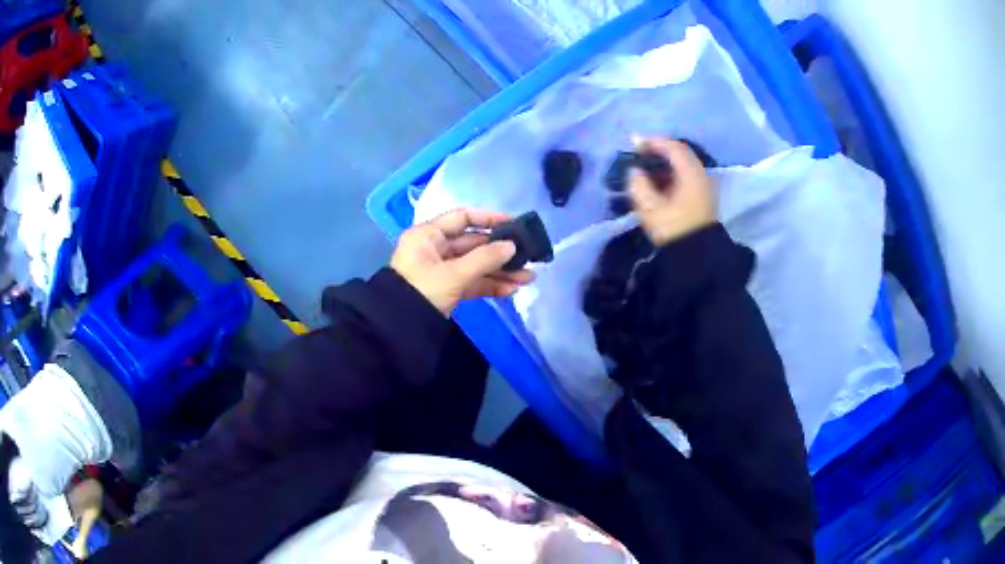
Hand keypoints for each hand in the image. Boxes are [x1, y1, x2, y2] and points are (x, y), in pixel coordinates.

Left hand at [391, 209, 535, 314]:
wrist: (398, 329)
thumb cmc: (422, 291)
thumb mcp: (453, 274)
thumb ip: (485, 259)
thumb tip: (512, 246)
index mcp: (428, 235)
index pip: (462, 218)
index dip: (489, 219)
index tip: (514, 224)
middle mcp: (434, 248)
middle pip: (473, 244)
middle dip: (501, 253)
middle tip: (528, 256)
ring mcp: (441, 270)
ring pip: (475, 265)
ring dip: (500, 272)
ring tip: (528, 278)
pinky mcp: (446, 289)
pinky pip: (471, 282)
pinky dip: (490, 285)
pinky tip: (511, 290)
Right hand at [630, 137, 716, 245]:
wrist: (697, 258)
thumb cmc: (674, 229)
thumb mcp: (651, 207)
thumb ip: (639, 184)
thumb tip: (635, 172)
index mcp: (691, 174)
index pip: (673, 148)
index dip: (653, 141)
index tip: (633, 143)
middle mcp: (701, 176)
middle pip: (680, 153)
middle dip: (659, 149)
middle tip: (639, 151)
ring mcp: (704, 187)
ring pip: (683, 166)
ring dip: (664, 162)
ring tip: (645, 166)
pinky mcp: (702, 199)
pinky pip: (685, 177)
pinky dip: (671, 173)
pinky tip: (657, 181)